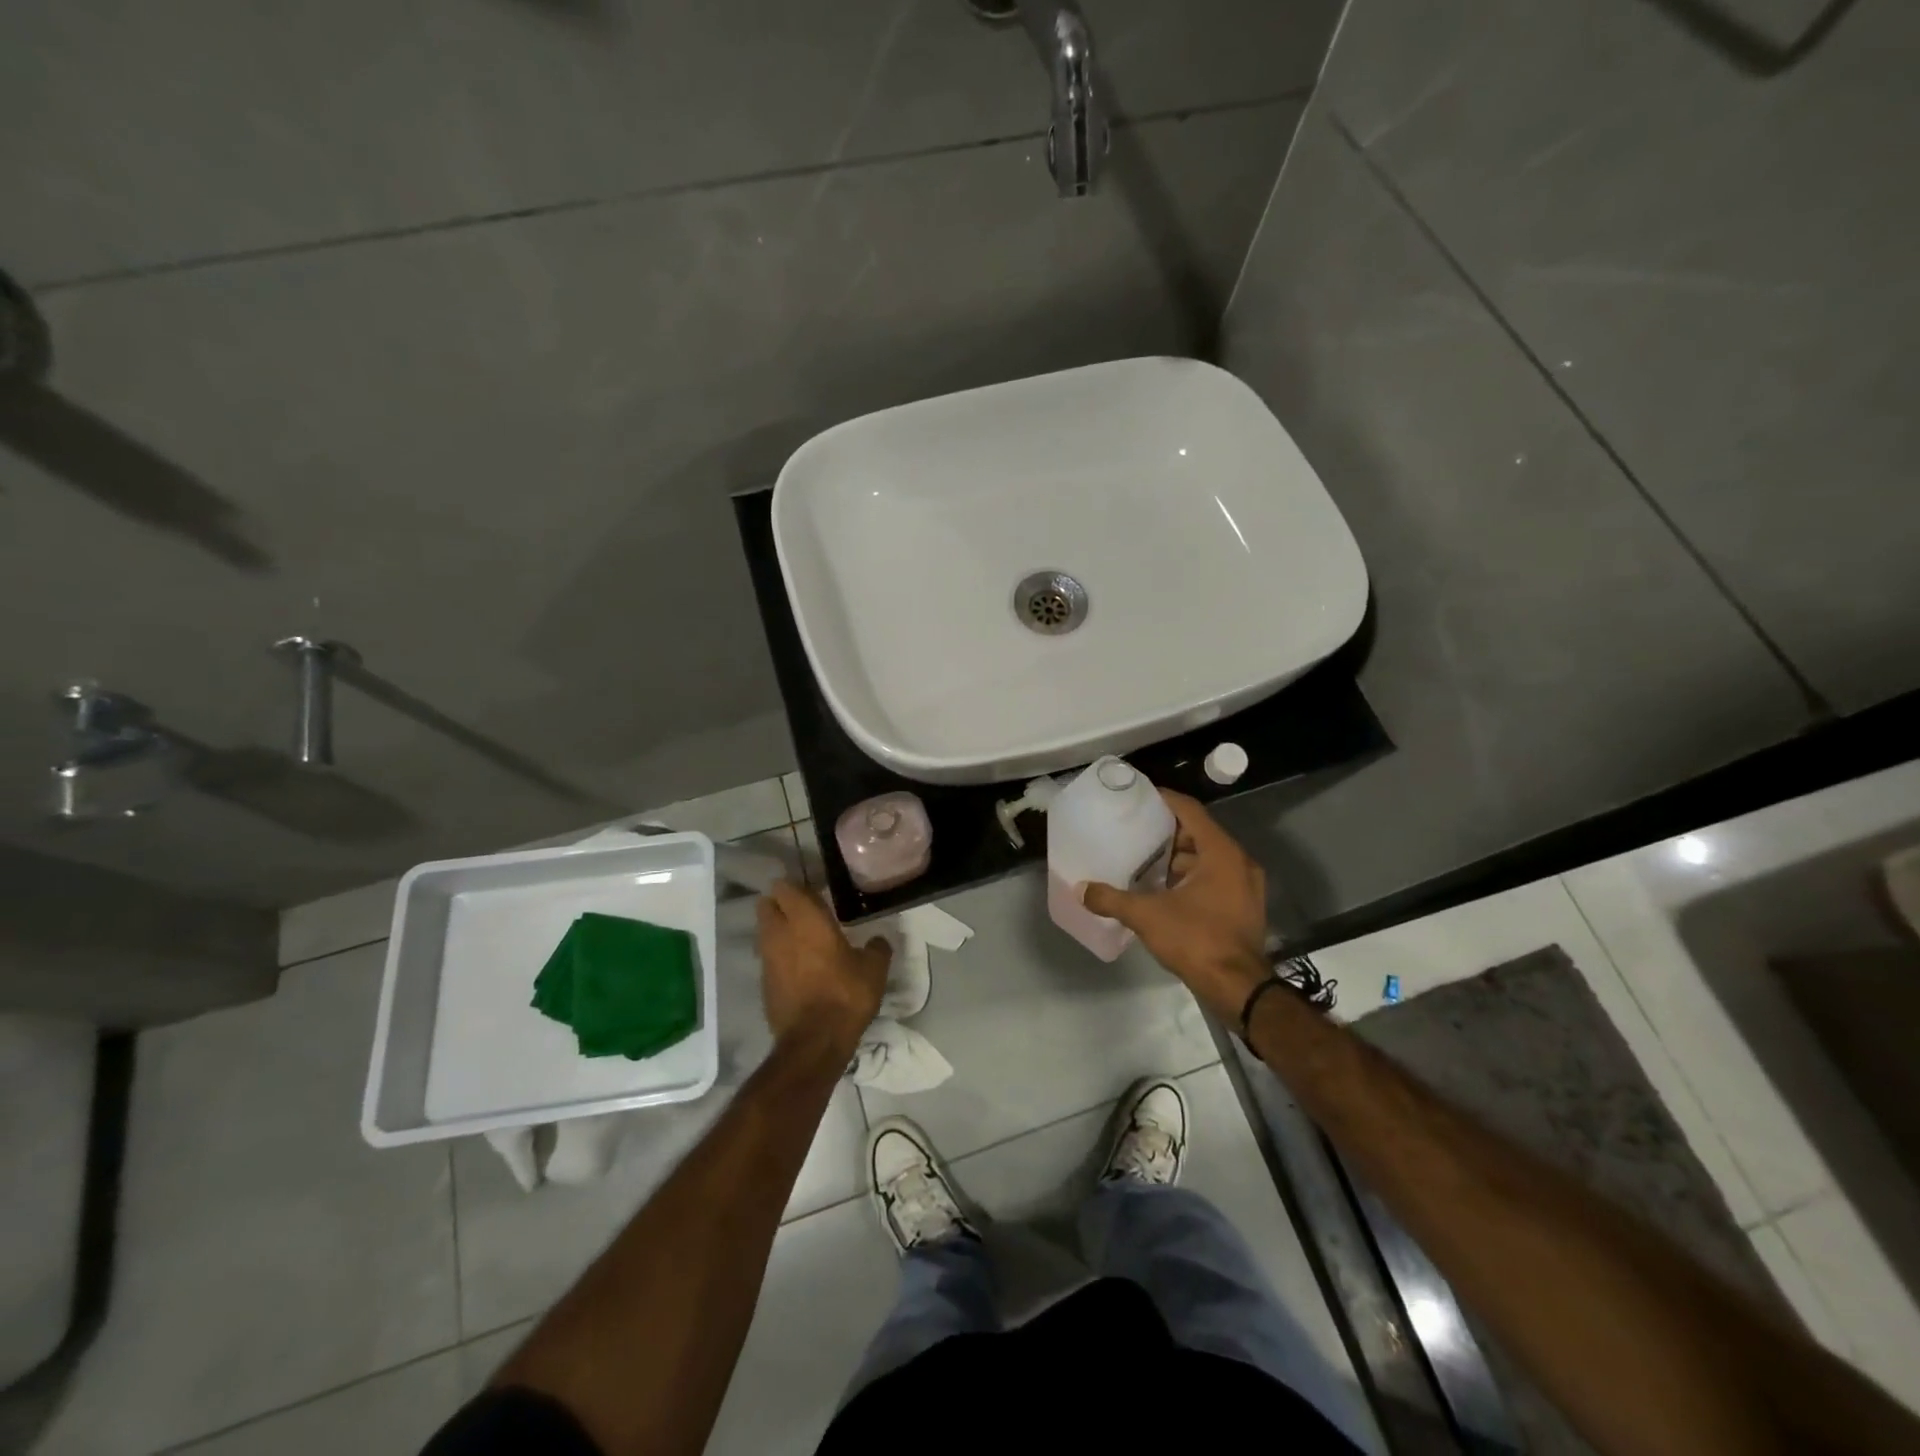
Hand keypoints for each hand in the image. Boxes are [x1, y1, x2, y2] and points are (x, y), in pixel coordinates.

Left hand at [756, 880, 890, 1055]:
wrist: (814, 1043)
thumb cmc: (845, 995)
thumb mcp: (874, 969)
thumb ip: (876, 948)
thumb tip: (878, 940)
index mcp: (806, 920)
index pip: (786, 888)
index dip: (794, 885)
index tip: (810, 888)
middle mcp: (780, 933)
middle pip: (767, 905)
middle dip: (779, 903)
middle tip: (802, 909)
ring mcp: (768, 959)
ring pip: (764, 931)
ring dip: (777, 929)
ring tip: (800, 937)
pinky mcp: (764, 983)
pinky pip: (768, 957)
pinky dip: (778, 955)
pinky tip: (797, 965)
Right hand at [1081, 790, 1269, 1019]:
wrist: (1237, 989)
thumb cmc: (1196, 939)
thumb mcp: (1147, 916)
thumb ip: (1112, 899)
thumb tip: (1081, 889)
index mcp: (1221, 852)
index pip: (1190, 811)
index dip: (1164, 800)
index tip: (1139, 796)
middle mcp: (1239, 862)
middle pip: (1200, 833)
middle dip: (1167, 832)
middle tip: (1135, 831)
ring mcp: (1245, 887)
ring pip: (1208, 859)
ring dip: (1179, 858)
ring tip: (1144, 861)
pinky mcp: (1243, 908)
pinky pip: (1215, 879)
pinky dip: (1191, 878)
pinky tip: (1163, 890)